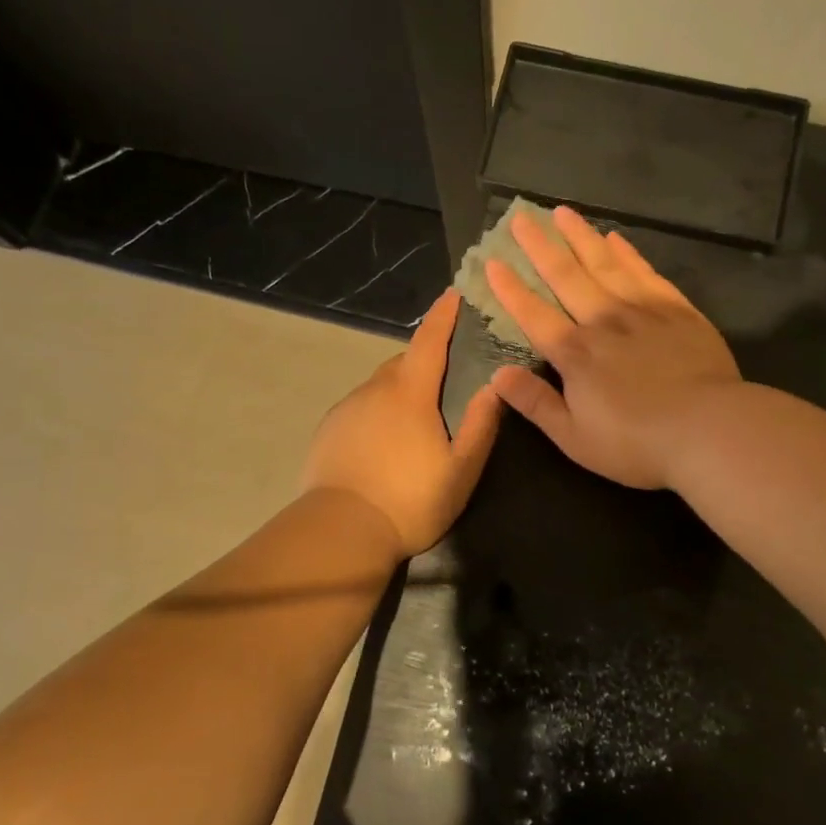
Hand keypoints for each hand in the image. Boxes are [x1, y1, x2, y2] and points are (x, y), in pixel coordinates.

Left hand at [301, 289, 502, 557]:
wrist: (341, 531)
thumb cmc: (411, 501)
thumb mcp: (460, 469)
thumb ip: (480, 424)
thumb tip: (496, 385)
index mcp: (410, 393)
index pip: (429, 341)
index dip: (443, 315)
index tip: (454, 294)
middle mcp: (375, 389)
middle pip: (403, 361)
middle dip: (425, 358)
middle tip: (446, 374)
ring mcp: (347, 407)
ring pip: (380, 385)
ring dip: (400, 389)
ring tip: (415, 417)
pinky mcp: (329, 429)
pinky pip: (361, 406)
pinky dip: (377, 410)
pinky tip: (384, 440)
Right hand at [485, 206, 740, 489]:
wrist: (710, 429)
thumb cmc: (637, 443)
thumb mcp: (575, 438)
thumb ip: (536, 404)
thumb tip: (497, 376)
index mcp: (575, 354)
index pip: (533, 314)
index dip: (510, 289)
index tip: (492, 262)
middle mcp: (603, 321)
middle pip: (566, 276)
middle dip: (540, 247)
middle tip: (522, 217)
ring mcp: (642, 310)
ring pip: (604, 264)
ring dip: (580, 237)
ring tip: (562, 213)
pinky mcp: (677, 309)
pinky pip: (644, 272)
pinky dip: (627, 253)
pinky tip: (615, 239)